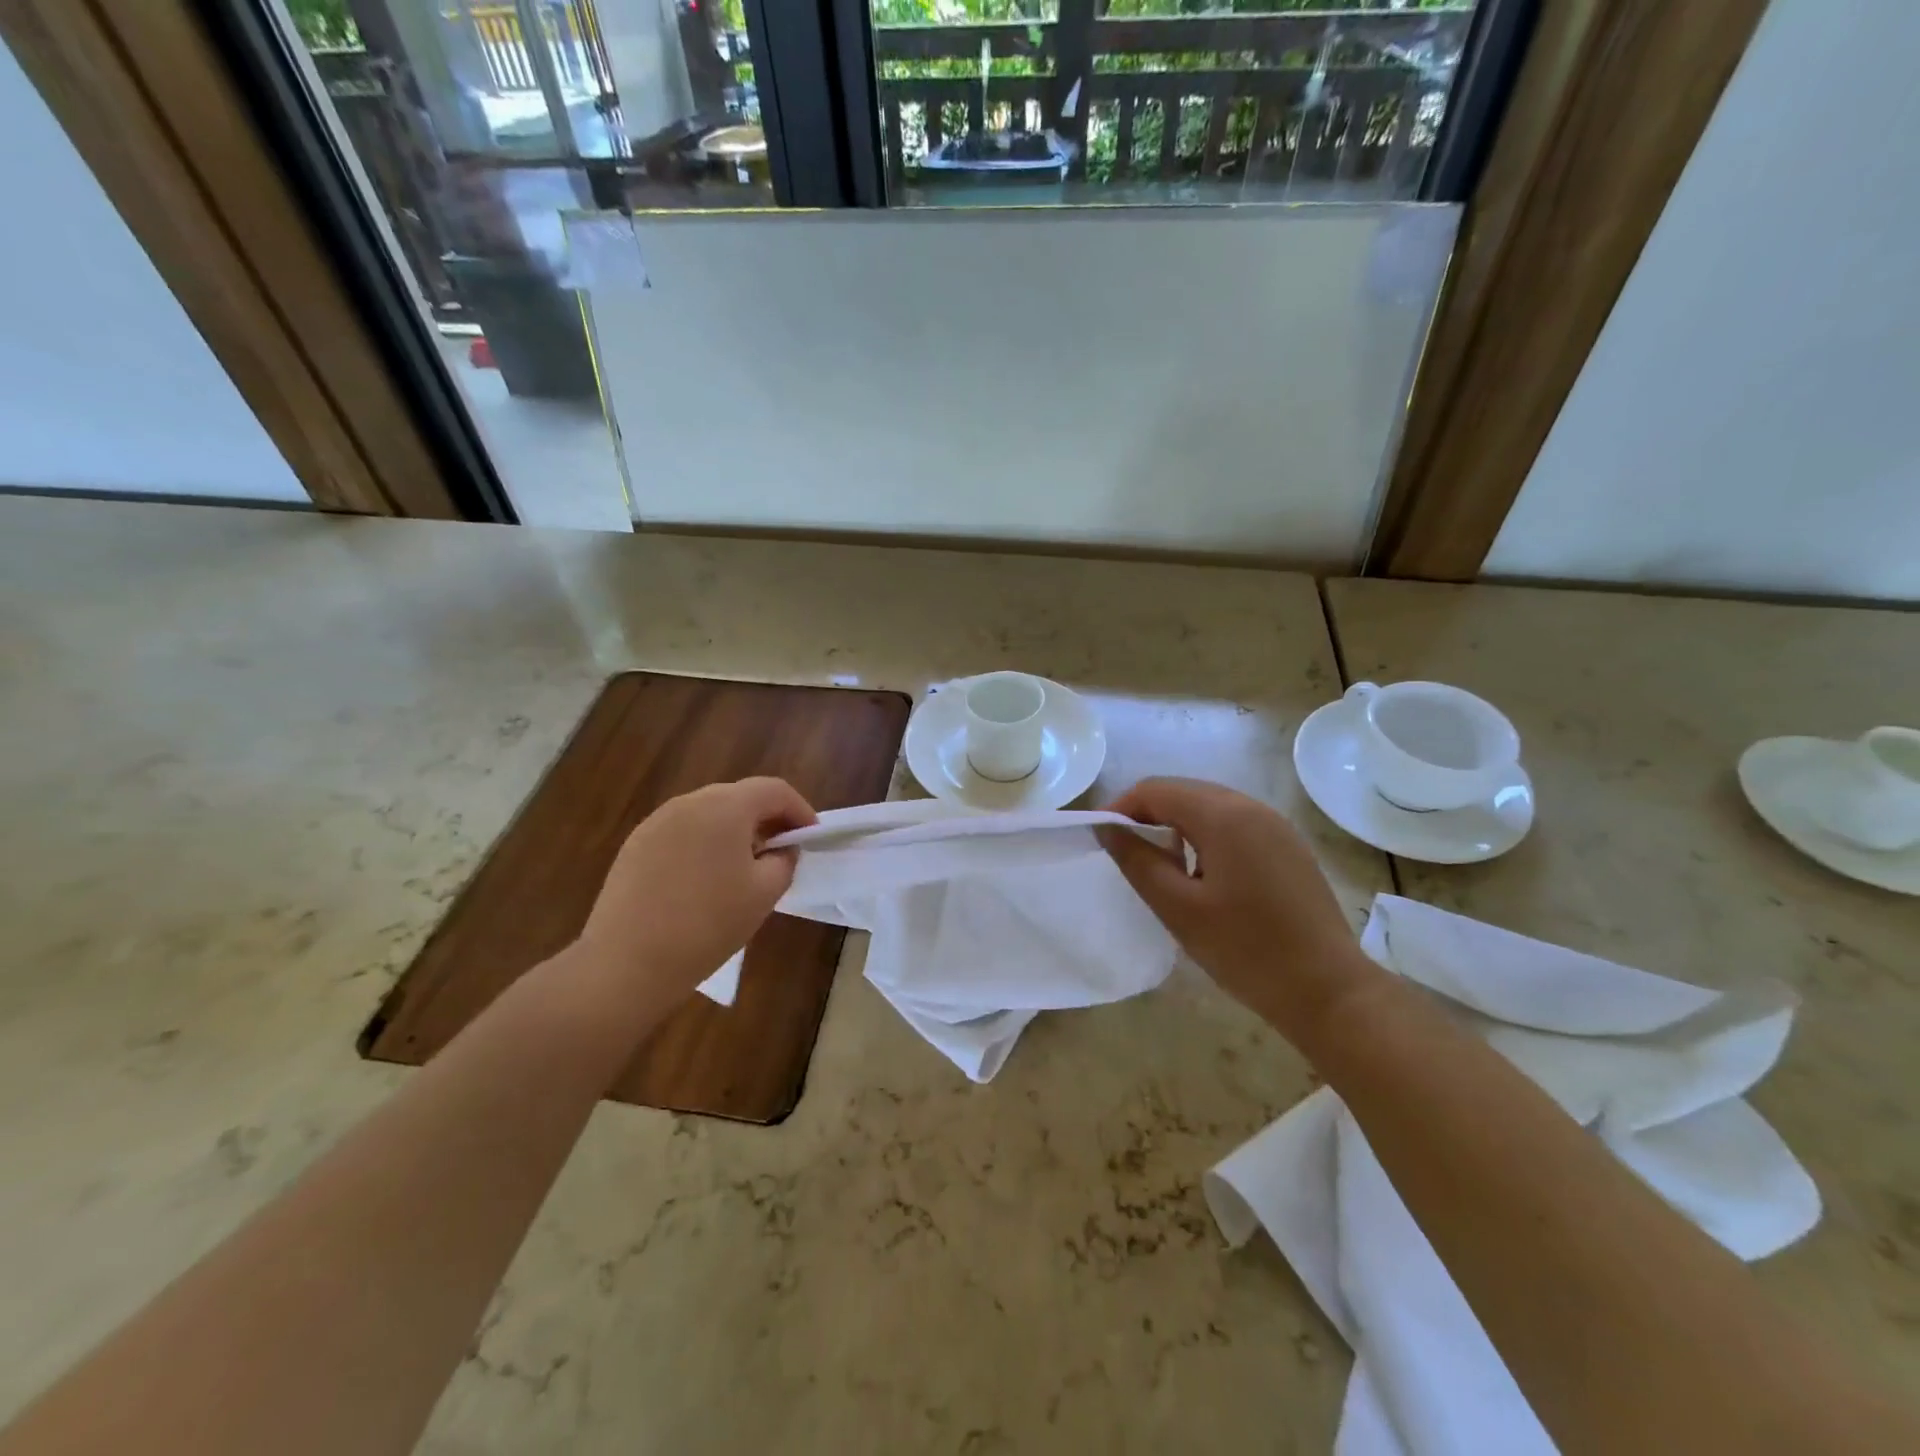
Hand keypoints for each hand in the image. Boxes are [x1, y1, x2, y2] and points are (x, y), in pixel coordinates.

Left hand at [577, 778, 816, 1006]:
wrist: (626, 962)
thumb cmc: (707, 924)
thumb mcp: (764, 894)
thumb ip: (784, 861)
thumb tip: (782, 850)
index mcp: (725, 807)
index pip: (774, 790)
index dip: (799, 809)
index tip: (811, 836)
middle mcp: (690, 802)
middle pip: (739, 796)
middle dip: (767, 818)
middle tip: (783, 850)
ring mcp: (657, 821)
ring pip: (709, 813)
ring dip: (735, 830)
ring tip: (745, 866)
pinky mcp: (636, 844)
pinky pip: (682, 831)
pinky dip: (704, 843)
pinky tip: (705, 879)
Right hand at [1099, 777, 1377, 1043]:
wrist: (1329, 990)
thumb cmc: (1245, 950)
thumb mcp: (1178, 908)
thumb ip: (1137, 861)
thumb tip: (1106, 827)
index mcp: (1223, 815)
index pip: (1156, 789)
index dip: (1121, 807)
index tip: (1102, 838)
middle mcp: (1251, 806)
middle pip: (1184, 791)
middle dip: (1147, 814)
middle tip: (1126, 853)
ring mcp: (1276, 825)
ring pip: (1210, 806)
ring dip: (1177, 825)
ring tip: (1161, 866)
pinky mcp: (1288, 846)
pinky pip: (1235, 823)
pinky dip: (1206, 836)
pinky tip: (1202, 874)